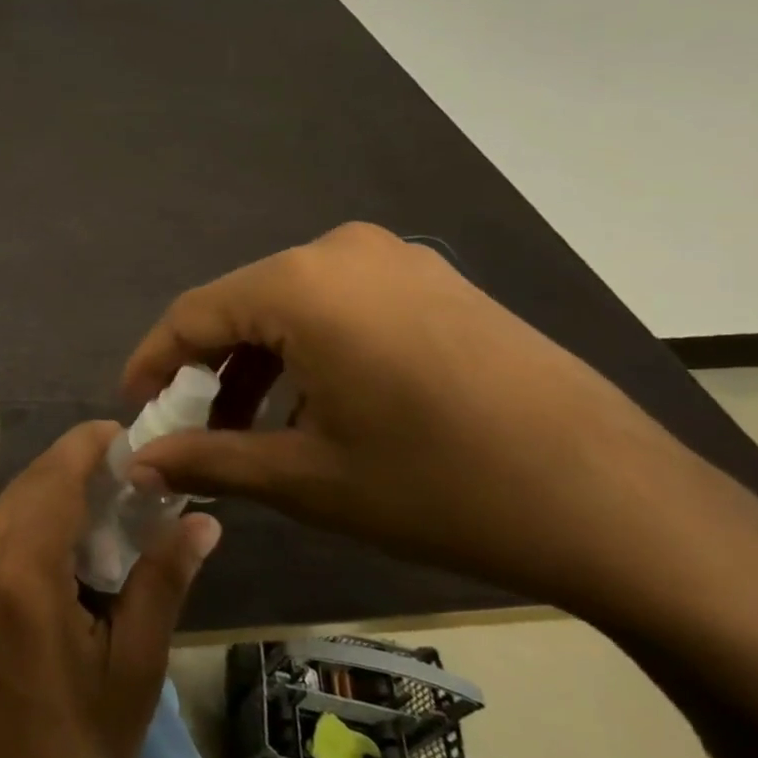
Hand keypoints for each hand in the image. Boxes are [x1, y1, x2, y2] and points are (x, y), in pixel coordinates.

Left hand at [0, 422, 221, 757]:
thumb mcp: (132, 673)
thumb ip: (161, 582)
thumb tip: (202, 520)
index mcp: (19, 575)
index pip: (55, 476)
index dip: (92, 446)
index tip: (131, 439)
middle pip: (29, 486)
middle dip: (77, 472)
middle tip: (130, 483)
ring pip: (6, 507)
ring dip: (51, 498)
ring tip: (104, 514)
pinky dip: (26, 527)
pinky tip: (61, 548)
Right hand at [122, 222, 757, 625]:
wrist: (621, 505)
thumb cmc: (441, 487)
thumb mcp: (307, 479)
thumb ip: (207, 460)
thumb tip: (136, 464)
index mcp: (302, 284)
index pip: (193, 314)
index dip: (153, 363)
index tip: (136, 410)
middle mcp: (342, 252)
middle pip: (241, 305)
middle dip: (207, 369)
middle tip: (192, 430)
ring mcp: (397, 260)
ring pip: (291, 305)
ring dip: (258, 363)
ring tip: (249, 428)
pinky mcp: (435, 282)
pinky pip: (340, 305)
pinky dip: (307, 350)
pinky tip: (314, 405)